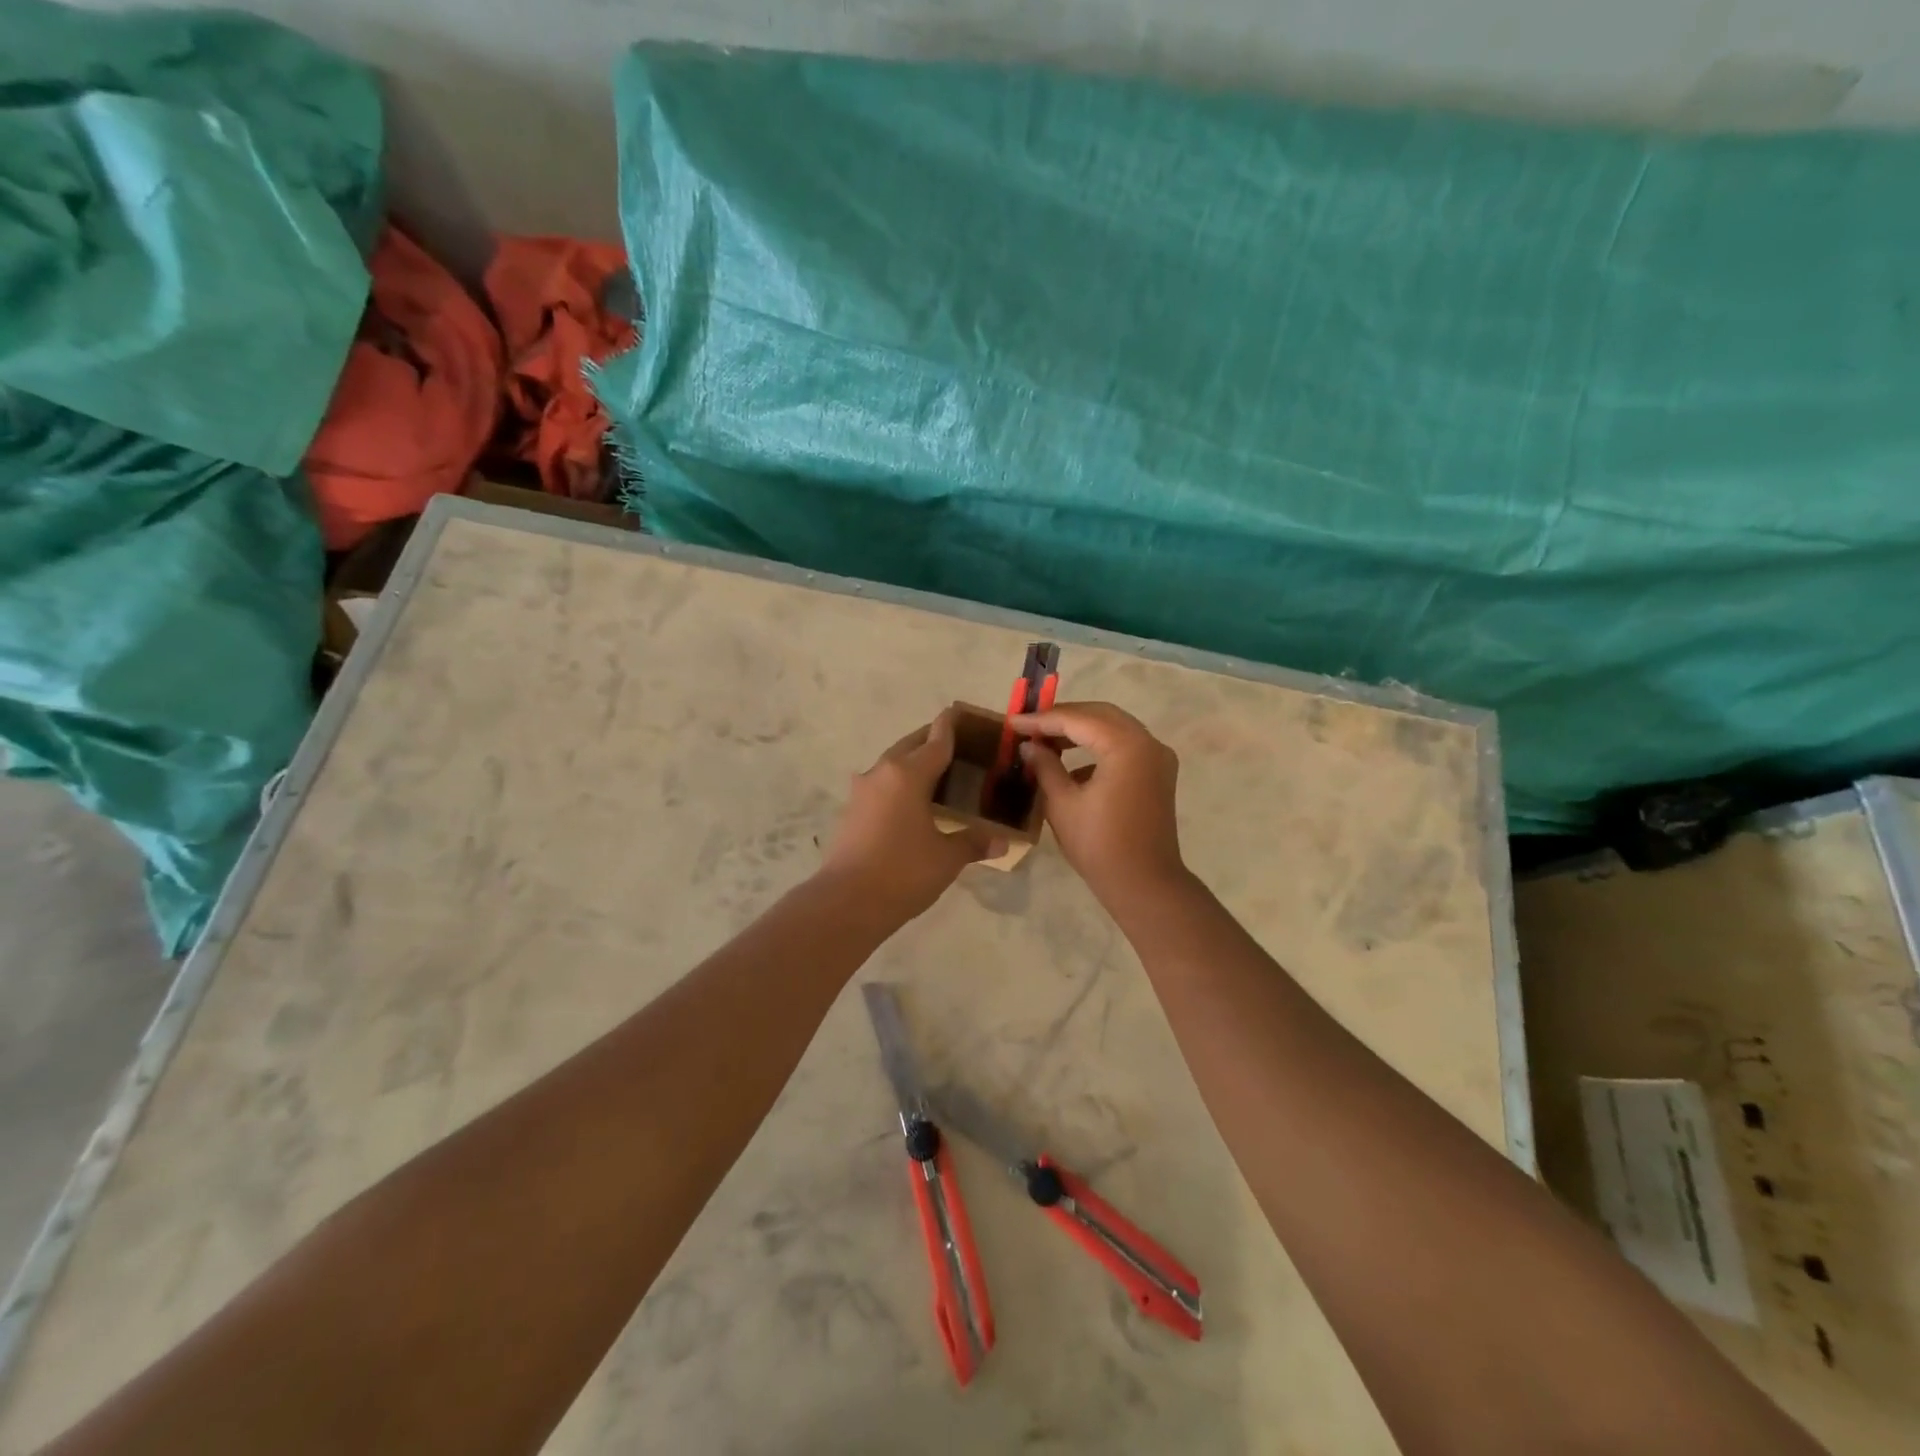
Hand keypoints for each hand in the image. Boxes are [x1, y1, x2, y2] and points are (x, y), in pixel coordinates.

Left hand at [818, 711, 1004, 922]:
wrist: (846, 902)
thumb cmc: (903, 872)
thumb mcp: (946, 858)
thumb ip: (973, 843)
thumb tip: (1002, 842)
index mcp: (908, 774)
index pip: (936, 741)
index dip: (951, 725)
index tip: (960, 711)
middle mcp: (882, 773)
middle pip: (910, 746)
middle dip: (931, 740)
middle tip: (955, 744)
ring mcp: (861, 791)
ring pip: (891, 765)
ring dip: (911, 763)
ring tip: (935, 773)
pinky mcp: (850, 811)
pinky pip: (880, 785)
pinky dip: (898, 784)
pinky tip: (910, 802)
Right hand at [1010, 701, 1186, 903]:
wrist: (1144, 884)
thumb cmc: (1099, 845)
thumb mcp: (1062, 804)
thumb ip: (1045, 767)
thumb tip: (1029, 746)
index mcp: (1126, 746)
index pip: (1078, 720)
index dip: (1042, 720)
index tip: (1013, 722)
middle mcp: (1148, 743)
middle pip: (1100, 715)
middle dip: (1063, 718)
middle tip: (1029, 725)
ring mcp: (1158, 758)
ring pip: (1114, 728)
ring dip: (1080, 731)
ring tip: (1045, 740)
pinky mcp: (1158, 774)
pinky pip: (1124, 747)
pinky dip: (1097, 747)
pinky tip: (1070, 765)